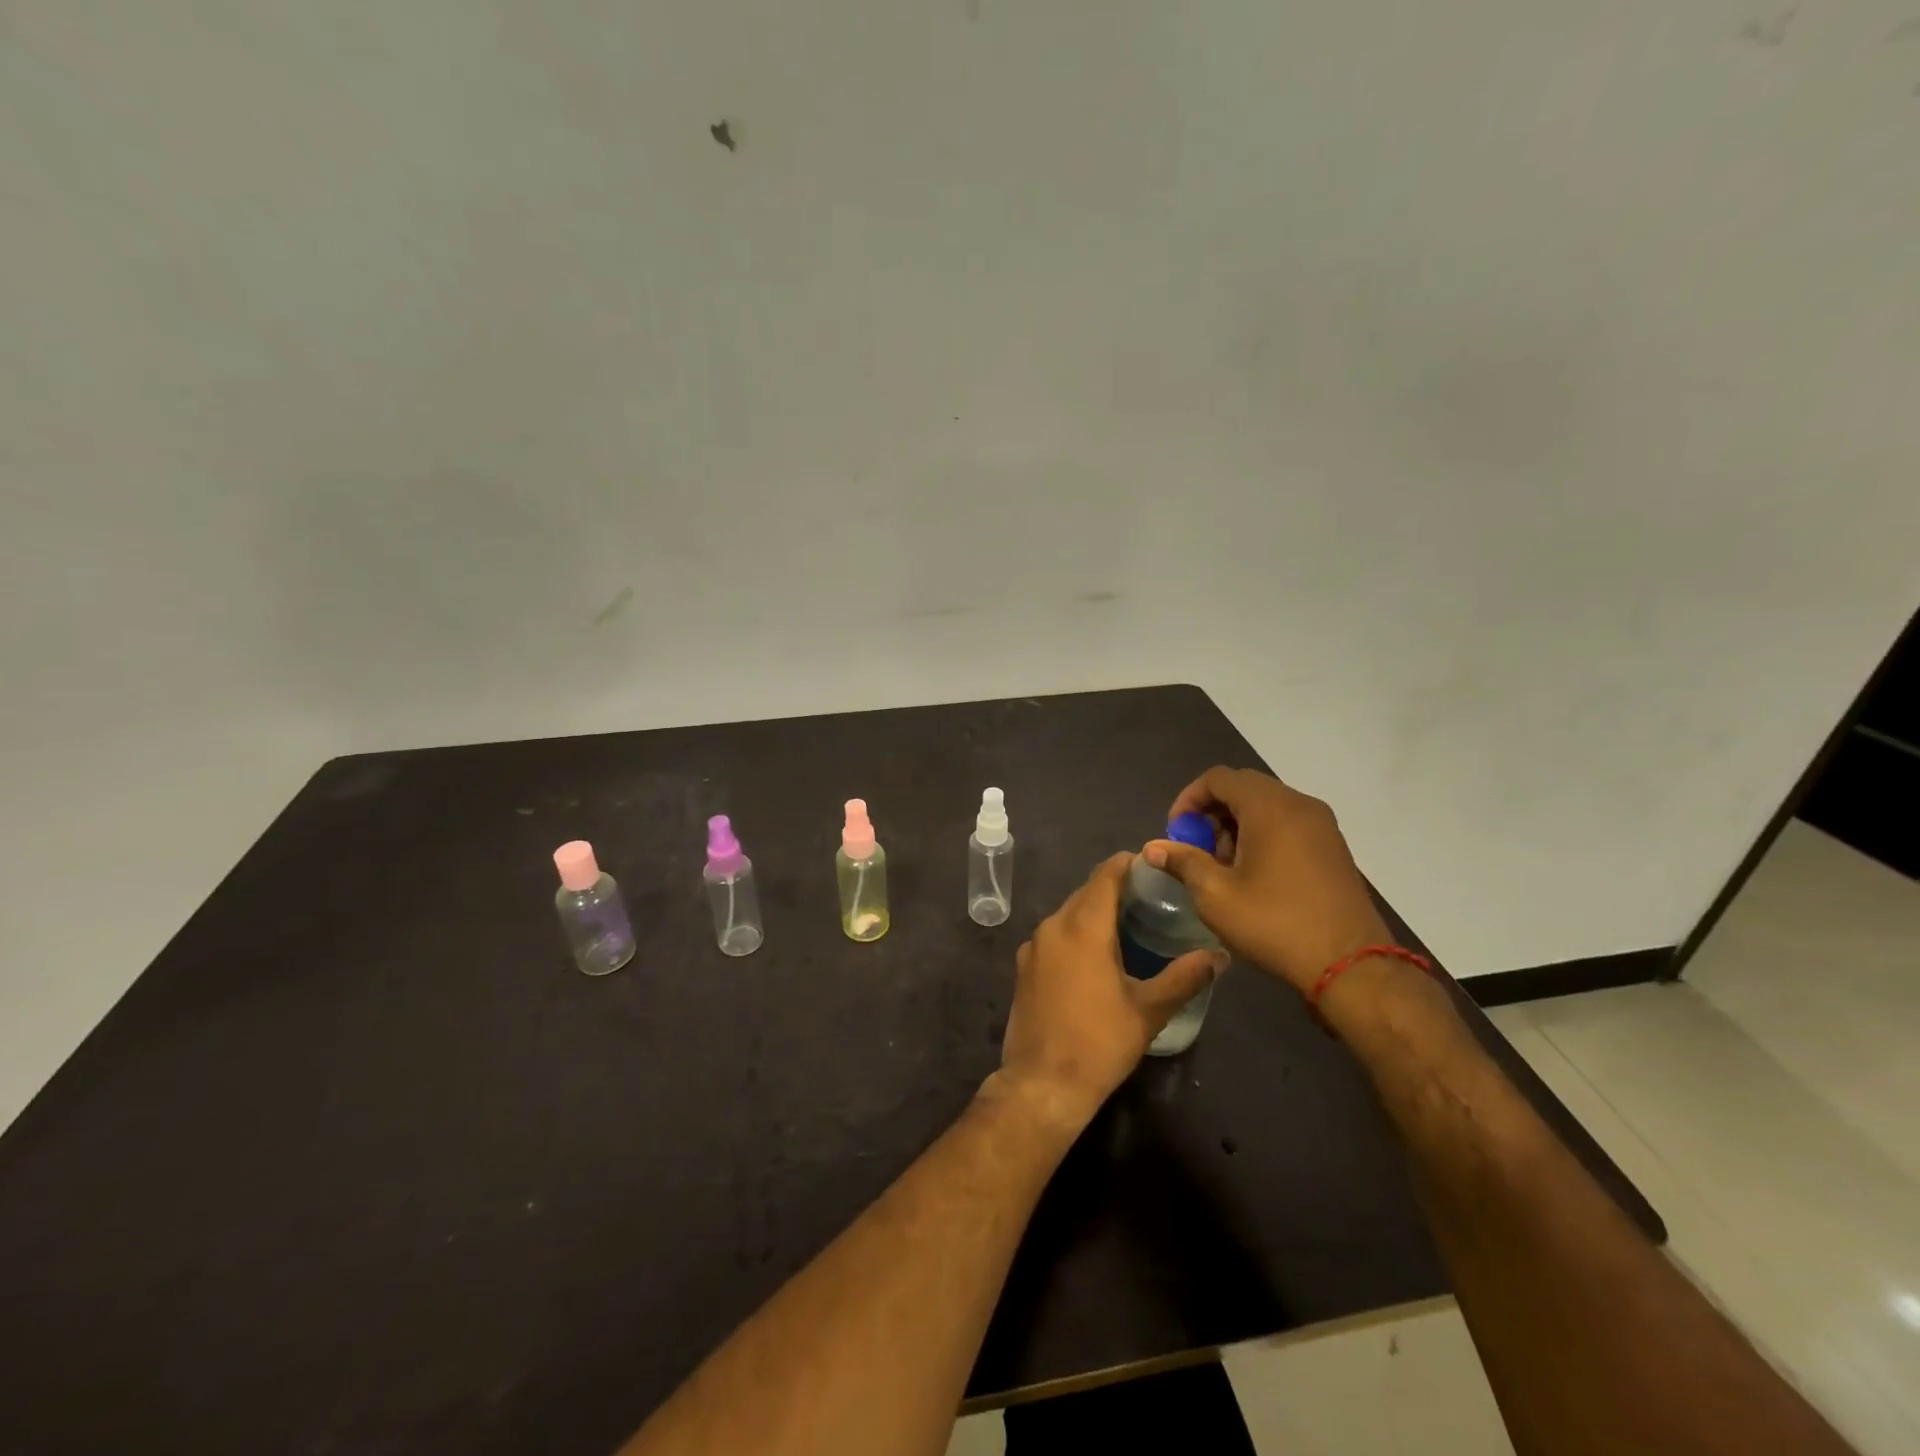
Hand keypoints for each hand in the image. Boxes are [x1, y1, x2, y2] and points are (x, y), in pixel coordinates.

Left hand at [995, 853, 1224, 1125]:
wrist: (1042, 1084)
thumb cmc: (1100, 1043)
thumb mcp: (1149, 1011)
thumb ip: (1185, 977)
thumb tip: (1220, 955)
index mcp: (1083, 927)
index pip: (1105, 875)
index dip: (1128, 864)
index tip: (1153, 866)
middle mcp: (1053, 926)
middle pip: (1086, 892)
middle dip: (1115, 889)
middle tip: (1150, 899)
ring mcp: (1033, 946)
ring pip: (1068, 913)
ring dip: (1094, 912)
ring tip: (1128, 925)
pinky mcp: (1023, 966)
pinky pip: (1054, 935)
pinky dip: (1075, 932)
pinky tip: (1096, 955)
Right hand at [1144, 767, 1391, 997]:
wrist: (1352, 966)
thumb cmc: (1275, 924)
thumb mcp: (1215, 895)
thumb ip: (1182, 862)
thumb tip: (1153, 848)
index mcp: (1270, 807)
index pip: (1218, 778)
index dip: (1188, 800)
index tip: (1176, 834)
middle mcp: (1299, 804)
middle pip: (1243, 788)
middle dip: (1211, 814)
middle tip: (1197, 851)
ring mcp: (1322, 826)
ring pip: (1266, 806)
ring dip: (1236, 825)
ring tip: (1223, 867)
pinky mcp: (1333, 848)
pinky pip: (1288, 824)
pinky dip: (1262, 835)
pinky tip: (1254, 875)